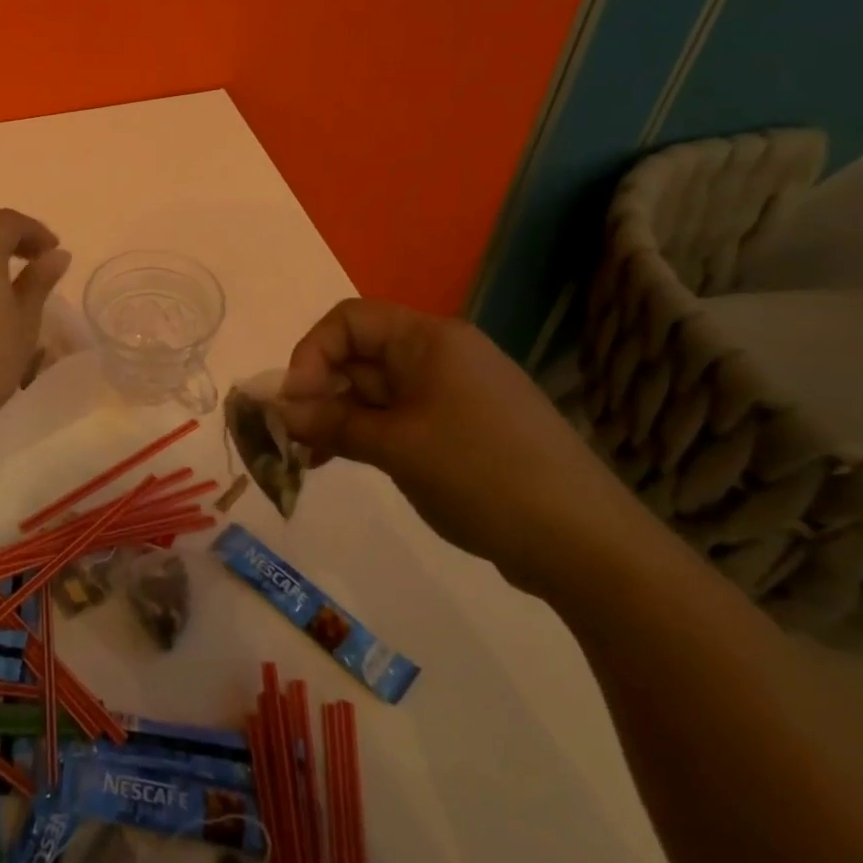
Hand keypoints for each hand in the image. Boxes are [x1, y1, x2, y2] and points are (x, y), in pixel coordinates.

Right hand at [278, 299, 644, 594]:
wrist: (583, 542)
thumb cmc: (481, 474)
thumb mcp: (396, 446)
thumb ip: (332, 423)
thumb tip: (279, 411)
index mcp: (429, 339)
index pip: (349, 320)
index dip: (311, 353)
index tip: (293, 402)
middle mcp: (440, 355)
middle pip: (359, 354)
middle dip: (318, 391)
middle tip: (290, 436)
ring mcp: (451, 393)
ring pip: (374, 391)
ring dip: (336, 417)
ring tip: (307, 456)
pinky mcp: (459, 428)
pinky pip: (397, 417)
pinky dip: (364, 433)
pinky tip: (338, 461)